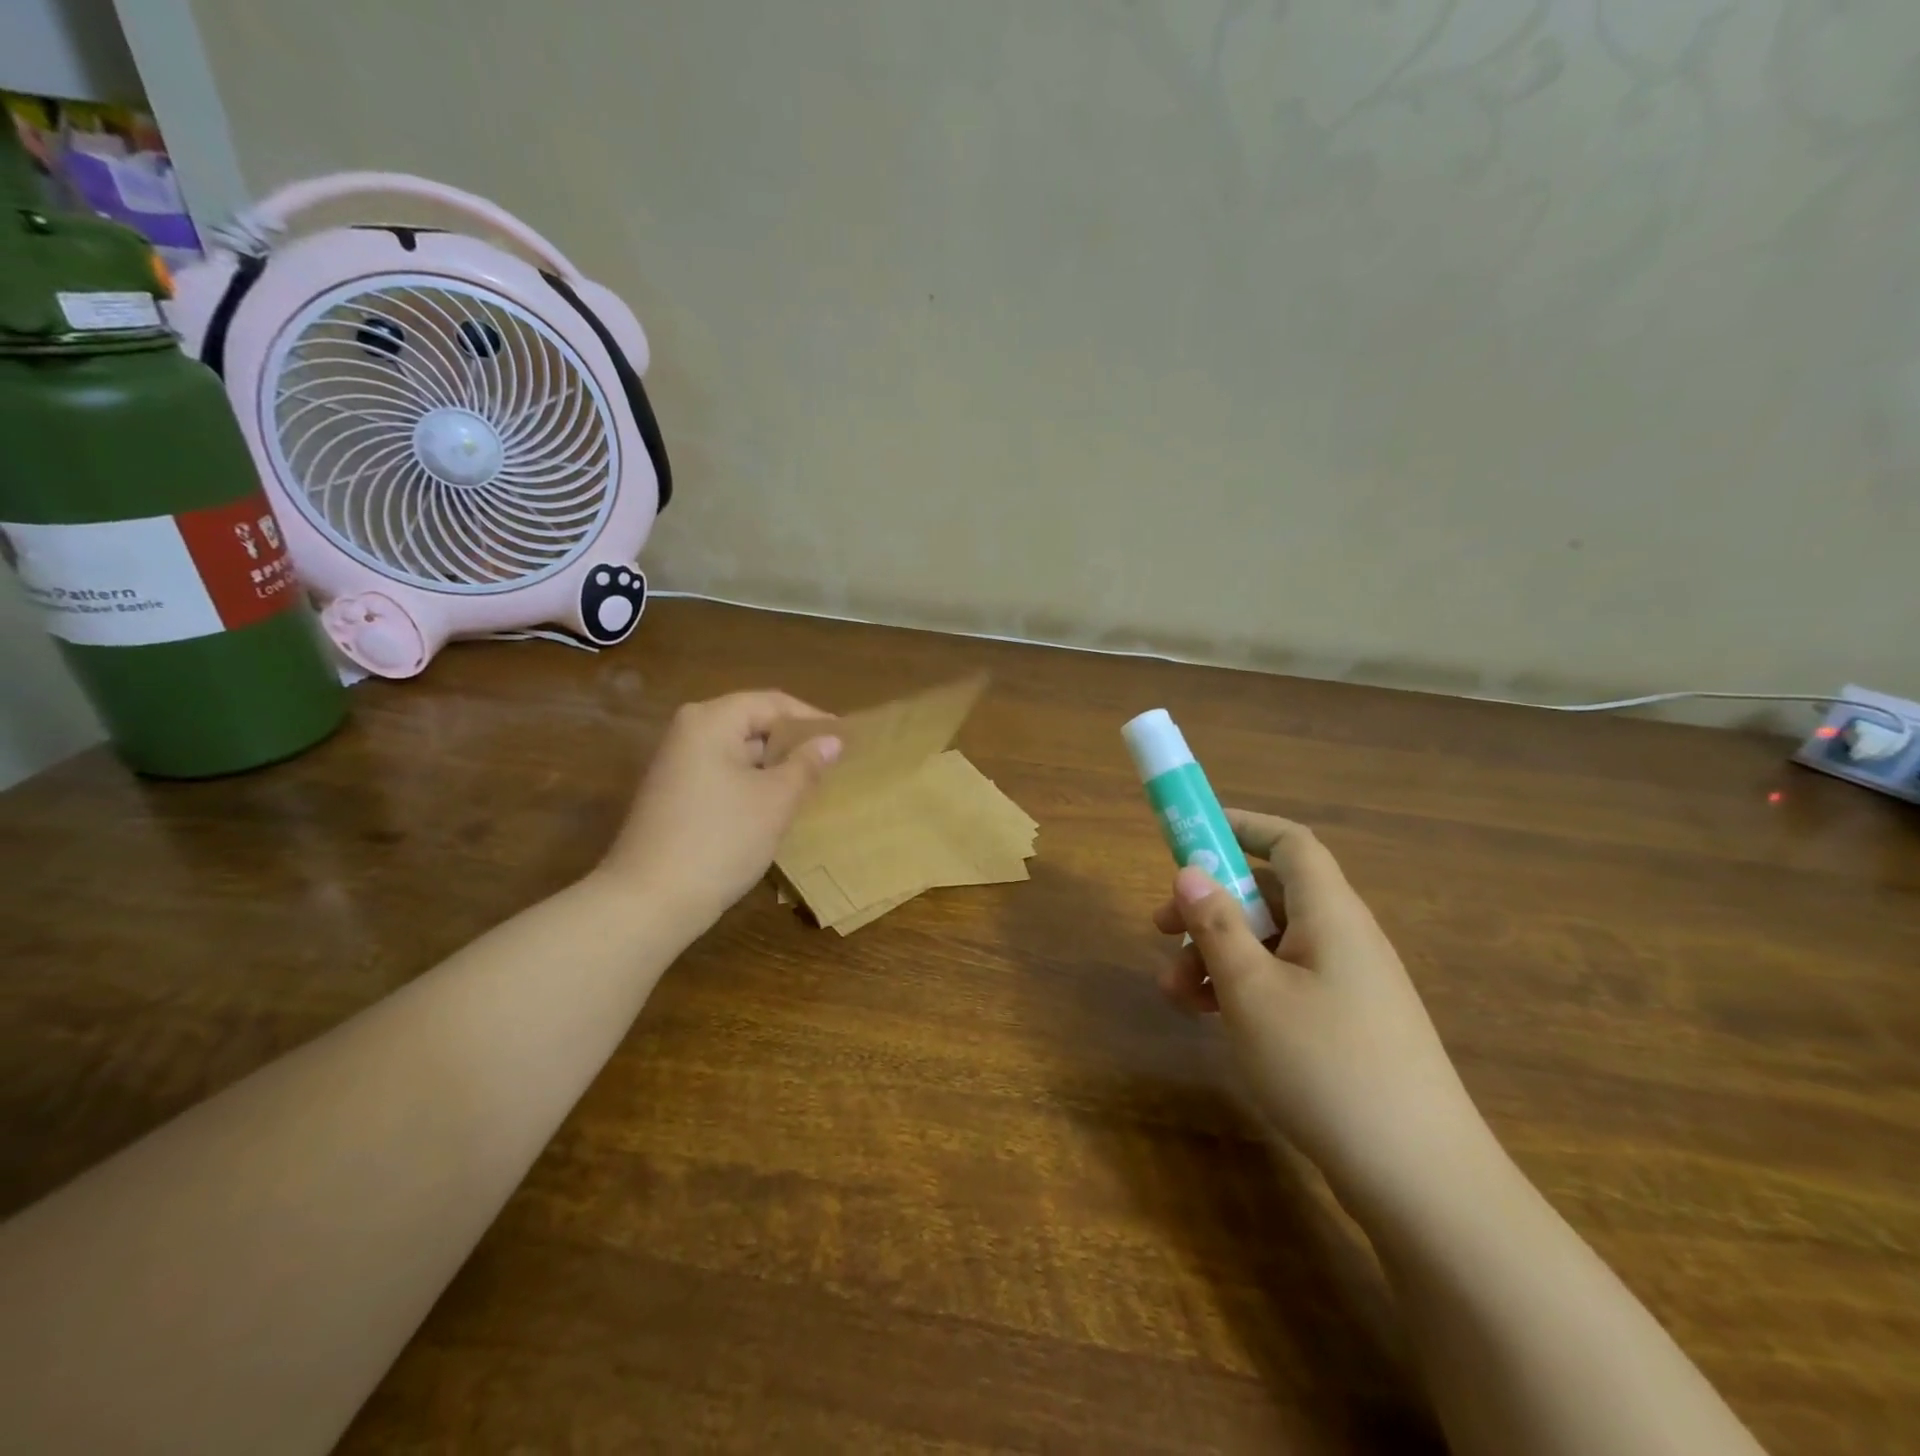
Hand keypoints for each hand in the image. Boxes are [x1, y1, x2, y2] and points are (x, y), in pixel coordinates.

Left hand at [599, 691, 840, 940]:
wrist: (649, 901)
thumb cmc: (720, 840)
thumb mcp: (775, 800)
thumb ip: (806, 764)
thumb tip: (832, 740)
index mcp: (711, 720)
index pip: (772, 702)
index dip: (812, 719)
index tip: (846, 739)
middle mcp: (689, 732)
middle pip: (753, 723)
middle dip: (793, 743)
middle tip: (833, 763)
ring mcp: (677, 764)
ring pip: (739, 752)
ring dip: (775, 766)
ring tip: (813, 784)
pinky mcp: (674, 795)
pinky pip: (724, 774)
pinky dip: (753, 784)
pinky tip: (777, 807)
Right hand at [1152, 810, 1488, 1206]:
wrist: (1422, 1182)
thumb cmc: (1327, 1067)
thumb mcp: (1252, 991)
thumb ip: (1216, 926)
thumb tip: (1190, 871)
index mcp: (1330, 914)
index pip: (1289, 843)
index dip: (1241, 827)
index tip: (1190, 835)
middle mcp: (1343, 938)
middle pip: (1270, 895)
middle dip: (1210, 907)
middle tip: (1159, 930)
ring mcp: (1349, 985)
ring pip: (1271, 945)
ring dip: (1218, 956)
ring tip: (1174, 994)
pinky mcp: (1348, 1027)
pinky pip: (1286, 984)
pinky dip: (1244, 989)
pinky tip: (1209, 1020)